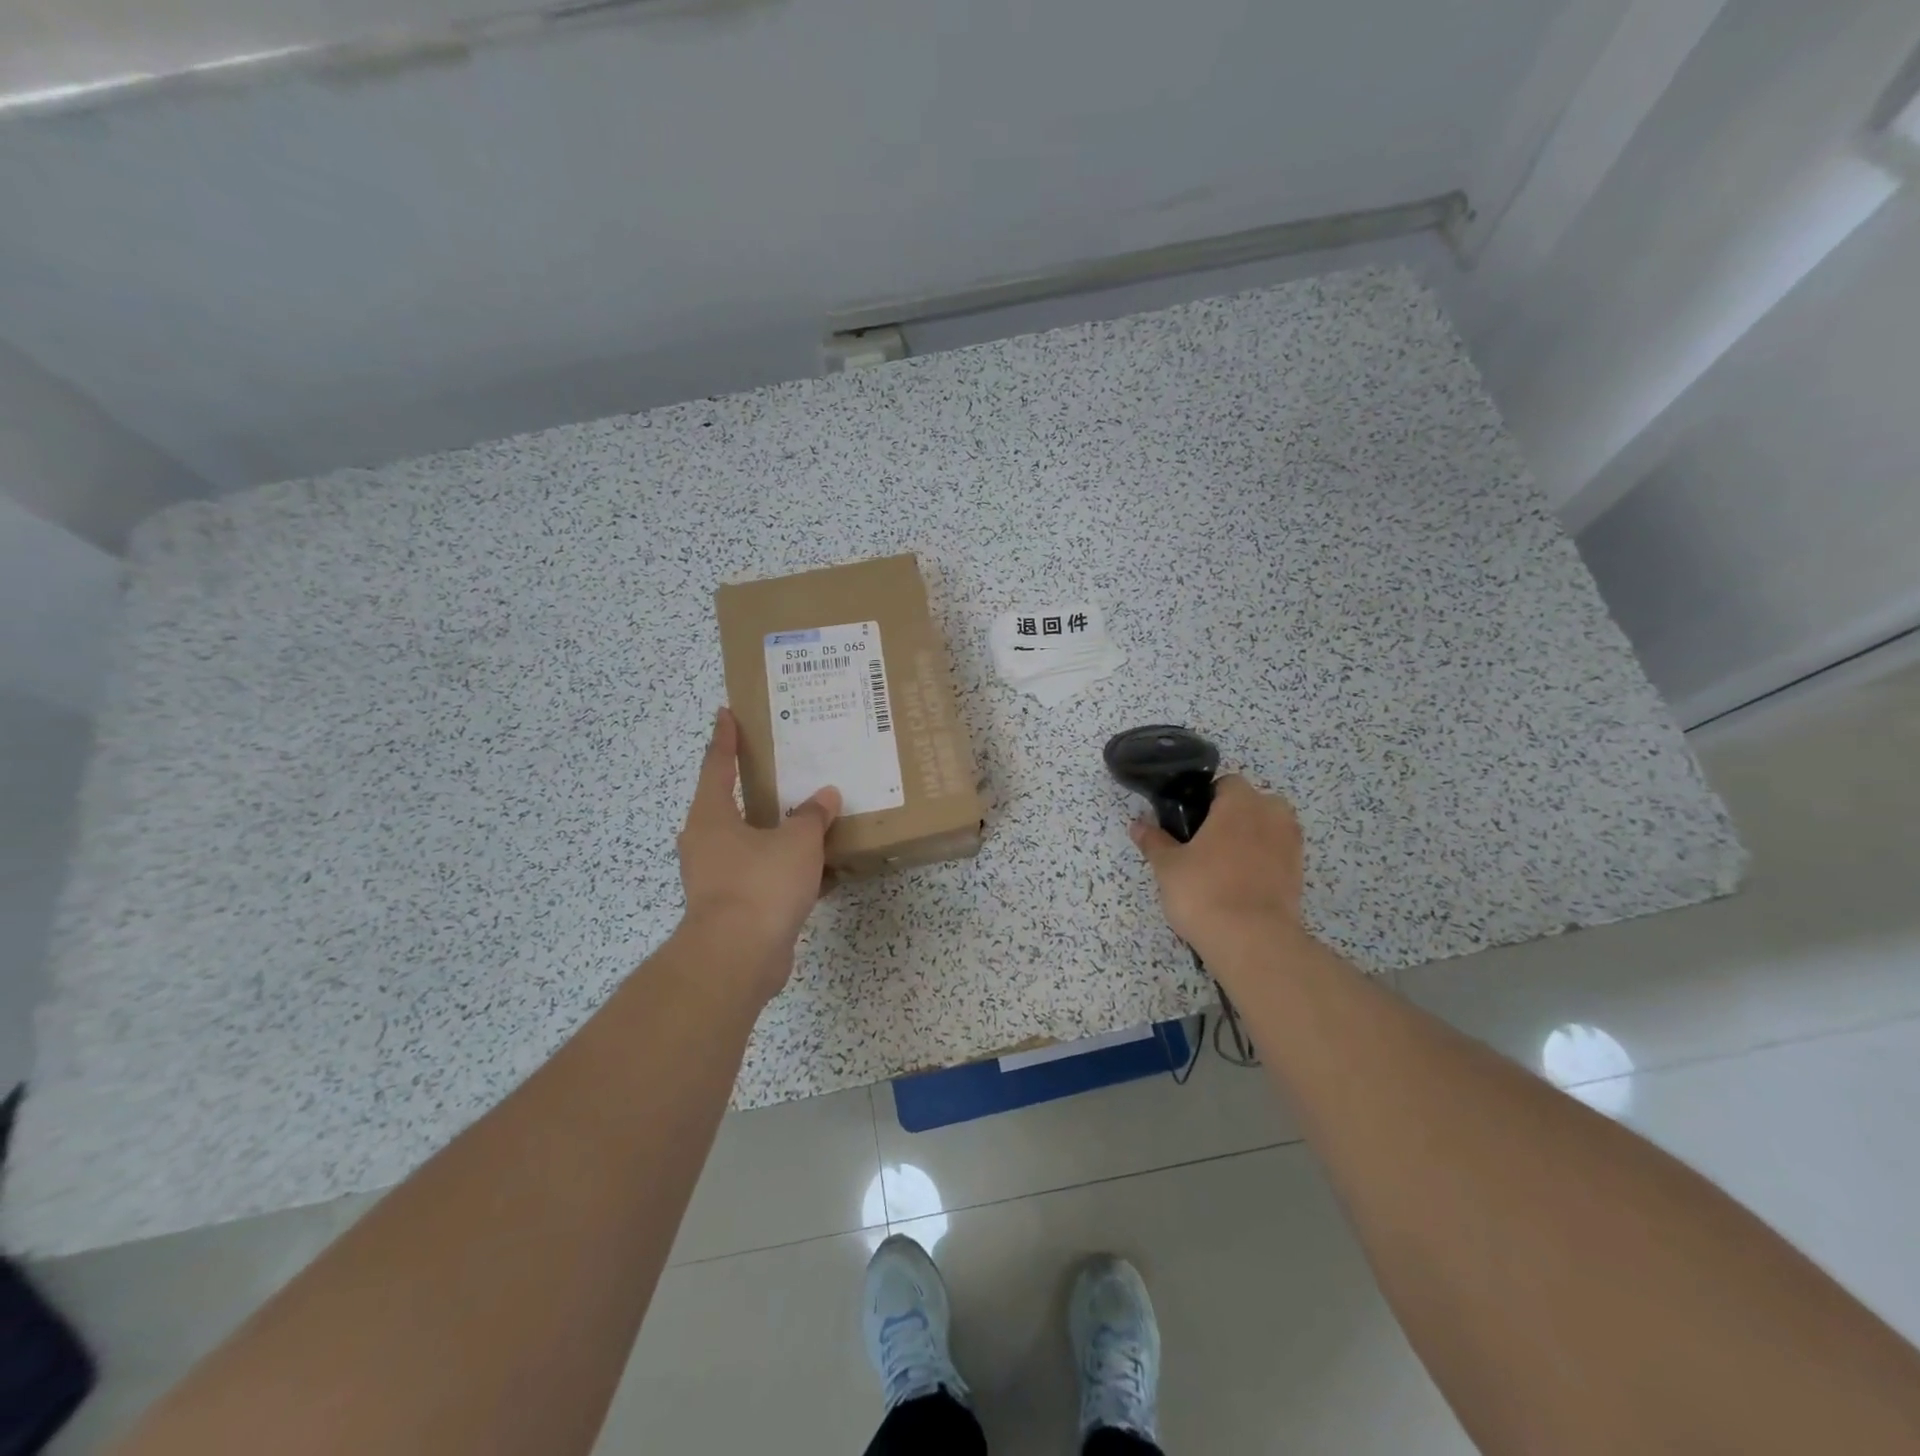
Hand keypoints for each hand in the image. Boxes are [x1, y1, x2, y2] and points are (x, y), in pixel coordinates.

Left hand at [676, 707, 839, 1003]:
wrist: (737, 958)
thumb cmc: (760, 884)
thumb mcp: (797, 842)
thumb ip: (812, 816)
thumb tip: (824, 797)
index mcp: (711, 816)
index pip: (717, 765)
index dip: (725, 738)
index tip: (726, 713)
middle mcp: (706, 843)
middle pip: (730, 805)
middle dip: (755, 788)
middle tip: (784, 768)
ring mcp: (717, 877)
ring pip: (751, 843)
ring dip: (777, 833)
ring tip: (810, 819)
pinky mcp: (733, 907)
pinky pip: (764, 876)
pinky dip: (788, 870)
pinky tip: (821, 871)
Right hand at [1129, 775, 1306, 961]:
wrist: (1252, 941)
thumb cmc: (1204, 891)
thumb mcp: (1168, 866)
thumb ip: (1154, 841)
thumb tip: (1138, 825)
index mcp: (1241, 801)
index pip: (1226, 783)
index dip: (1206, 799)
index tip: (1188, 822)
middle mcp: (1272, 815)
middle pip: (1252, 804)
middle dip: (1232, 818)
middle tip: (1203, 844)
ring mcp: (1291, 845)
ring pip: (1267, 830)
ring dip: (1249, 840)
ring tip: (1221, 867)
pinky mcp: (1299, 874)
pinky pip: (1276, 856)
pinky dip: (1261, 863)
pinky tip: (1239, 885)